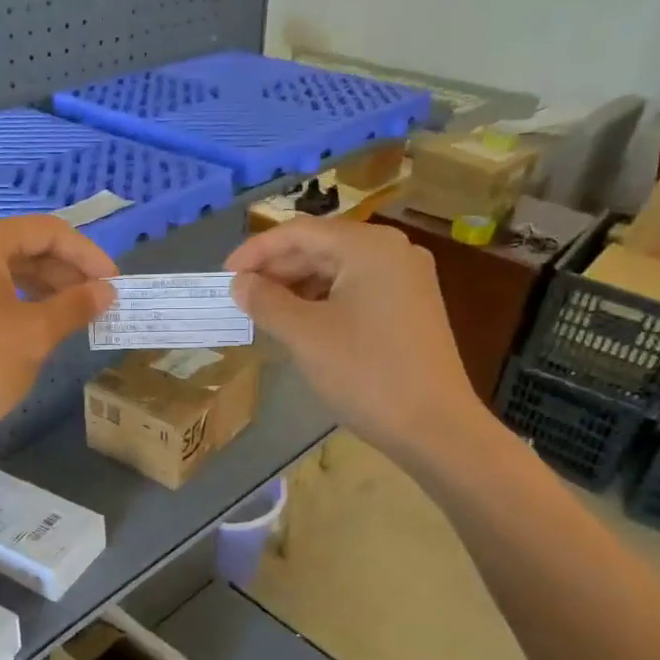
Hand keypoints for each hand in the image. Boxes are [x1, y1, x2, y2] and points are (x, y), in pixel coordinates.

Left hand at [0, 215, 116, 453]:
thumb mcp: (35, 335)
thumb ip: (75, 306)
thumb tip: (106, 291)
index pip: (48, 232)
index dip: (88, 255)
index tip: (115, 283)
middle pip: (25, 245)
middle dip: (67, 271)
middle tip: (99, 301)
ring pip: (5, 266)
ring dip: (45, 285)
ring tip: (77, 312)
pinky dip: (18, 296)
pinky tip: (41, 319)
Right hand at [225, 218, 480, 456]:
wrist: (434, 427)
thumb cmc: (365, 373)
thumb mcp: (305, 335)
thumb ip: (266, 302)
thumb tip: (240, 284)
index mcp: (368, 247)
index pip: (300, 232)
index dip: (256, 250)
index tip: (225, 275)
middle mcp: (393, 251)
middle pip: (321, 247)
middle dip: (277, 269)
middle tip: (240, 295)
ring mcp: (407, 279)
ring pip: (338, 270)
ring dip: (298, 286)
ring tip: (264, 310)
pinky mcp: (411, 306)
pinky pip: (357, 290)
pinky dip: (323, 300)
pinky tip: (301, 322)